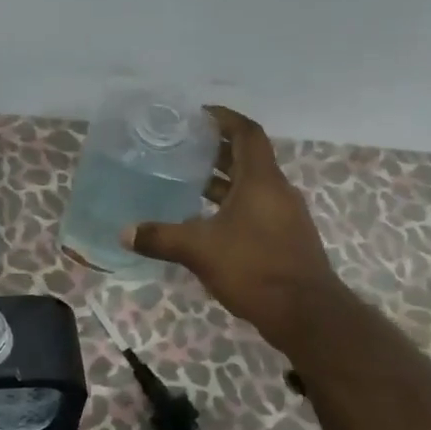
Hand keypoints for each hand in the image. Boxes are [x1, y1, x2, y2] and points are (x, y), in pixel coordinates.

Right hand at [125, 107, 341, 352]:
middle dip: (217, 149)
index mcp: (261, 181)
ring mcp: (284, 216)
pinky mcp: (284, 239)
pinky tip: (206, 221)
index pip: (247, 133)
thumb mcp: (200, 250)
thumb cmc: (254, 268)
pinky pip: (255, 209)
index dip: (224, 119)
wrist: (306, 314)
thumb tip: (124, 232)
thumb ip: (161, 238)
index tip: (199, 114)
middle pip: (248, 157)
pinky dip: (231, 205)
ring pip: (251, 185)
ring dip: (223, 180)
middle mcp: (277, 191)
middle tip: (183, 147)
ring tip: (188, 181)